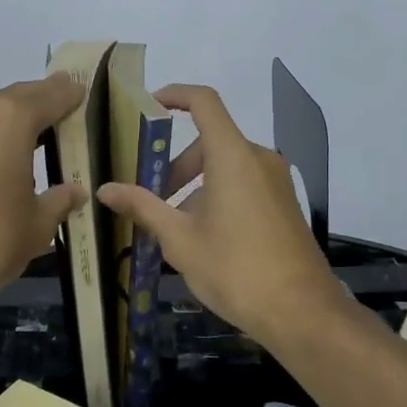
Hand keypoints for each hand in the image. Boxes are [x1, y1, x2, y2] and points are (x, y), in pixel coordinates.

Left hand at [0, 74, 87, 308]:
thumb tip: (74, 191)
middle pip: (17, 98)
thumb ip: (59, 201)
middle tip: (64, 106)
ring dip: (13, 120)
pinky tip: (1, 161)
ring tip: (36, 135)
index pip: (50, 95)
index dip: (69, 94)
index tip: (83, 91)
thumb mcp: (37, 225)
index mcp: (10, 120)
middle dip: (41, 100)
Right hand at [96, 84, 349, 348]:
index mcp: (233, 156)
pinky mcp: (284, 203)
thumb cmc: (235, 269)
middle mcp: (258, 158)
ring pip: (226, 165)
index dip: (175, 95)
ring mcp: (276, 182)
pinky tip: (205, 237)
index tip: (148, 107)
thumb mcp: (180, 239)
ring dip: (195, 185)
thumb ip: (143, 207)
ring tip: (174, 227)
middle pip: (210, 141)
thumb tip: (105, 190)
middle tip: (151, 200)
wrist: (301, 312)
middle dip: (175, 166)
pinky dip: (218, 194)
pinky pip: (244, 183)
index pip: (204, 102)